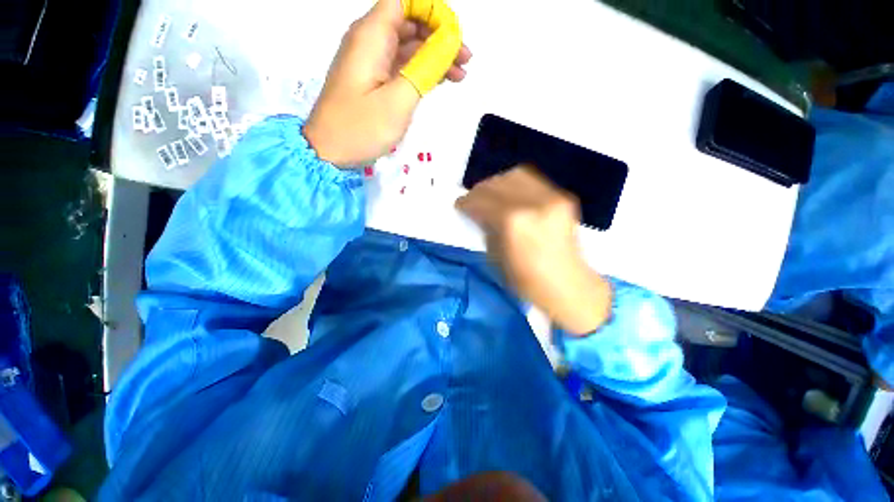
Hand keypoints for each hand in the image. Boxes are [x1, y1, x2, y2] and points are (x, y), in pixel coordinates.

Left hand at [304, 0, 471, 166]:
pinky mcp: (373, 81)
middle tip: (465, 59)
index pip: (404, 2)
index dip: (431, 12)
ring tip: (460, 75)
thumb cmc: (361, 128)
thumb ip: (424, 69)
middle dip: (439, 36)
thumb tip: (447, 44)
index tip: (454, 35)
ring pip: (407, 46)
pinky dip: (421, 71)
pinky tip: (440, 81)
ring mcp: (370, 63)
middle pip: (408, 23)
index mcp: (371, 36)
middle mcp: (369, 41)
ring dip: (434, 56)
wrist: (330, 152)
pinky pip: (401, 66)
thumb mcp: (398, 100)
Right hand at [456, 166, 611, 334]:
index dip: (466, 202)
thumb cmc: (526, 280)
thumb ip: (485, 227)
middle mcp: (532, 202)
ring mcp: (551, 197)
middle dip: (479, 190)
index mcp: (513, 222)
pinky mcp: (562, 197)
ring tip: (491, 195)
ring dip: (497, 183)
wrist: (568, 285)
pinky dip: (515, 184)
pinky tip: (510, 195)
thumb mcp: (495, 256)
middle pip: (497, 183)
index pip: (481, 200)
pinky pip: (532, 180)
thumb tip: (478, 211)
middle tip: (472, 200)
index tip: (459, 205)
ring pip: (515, 175)